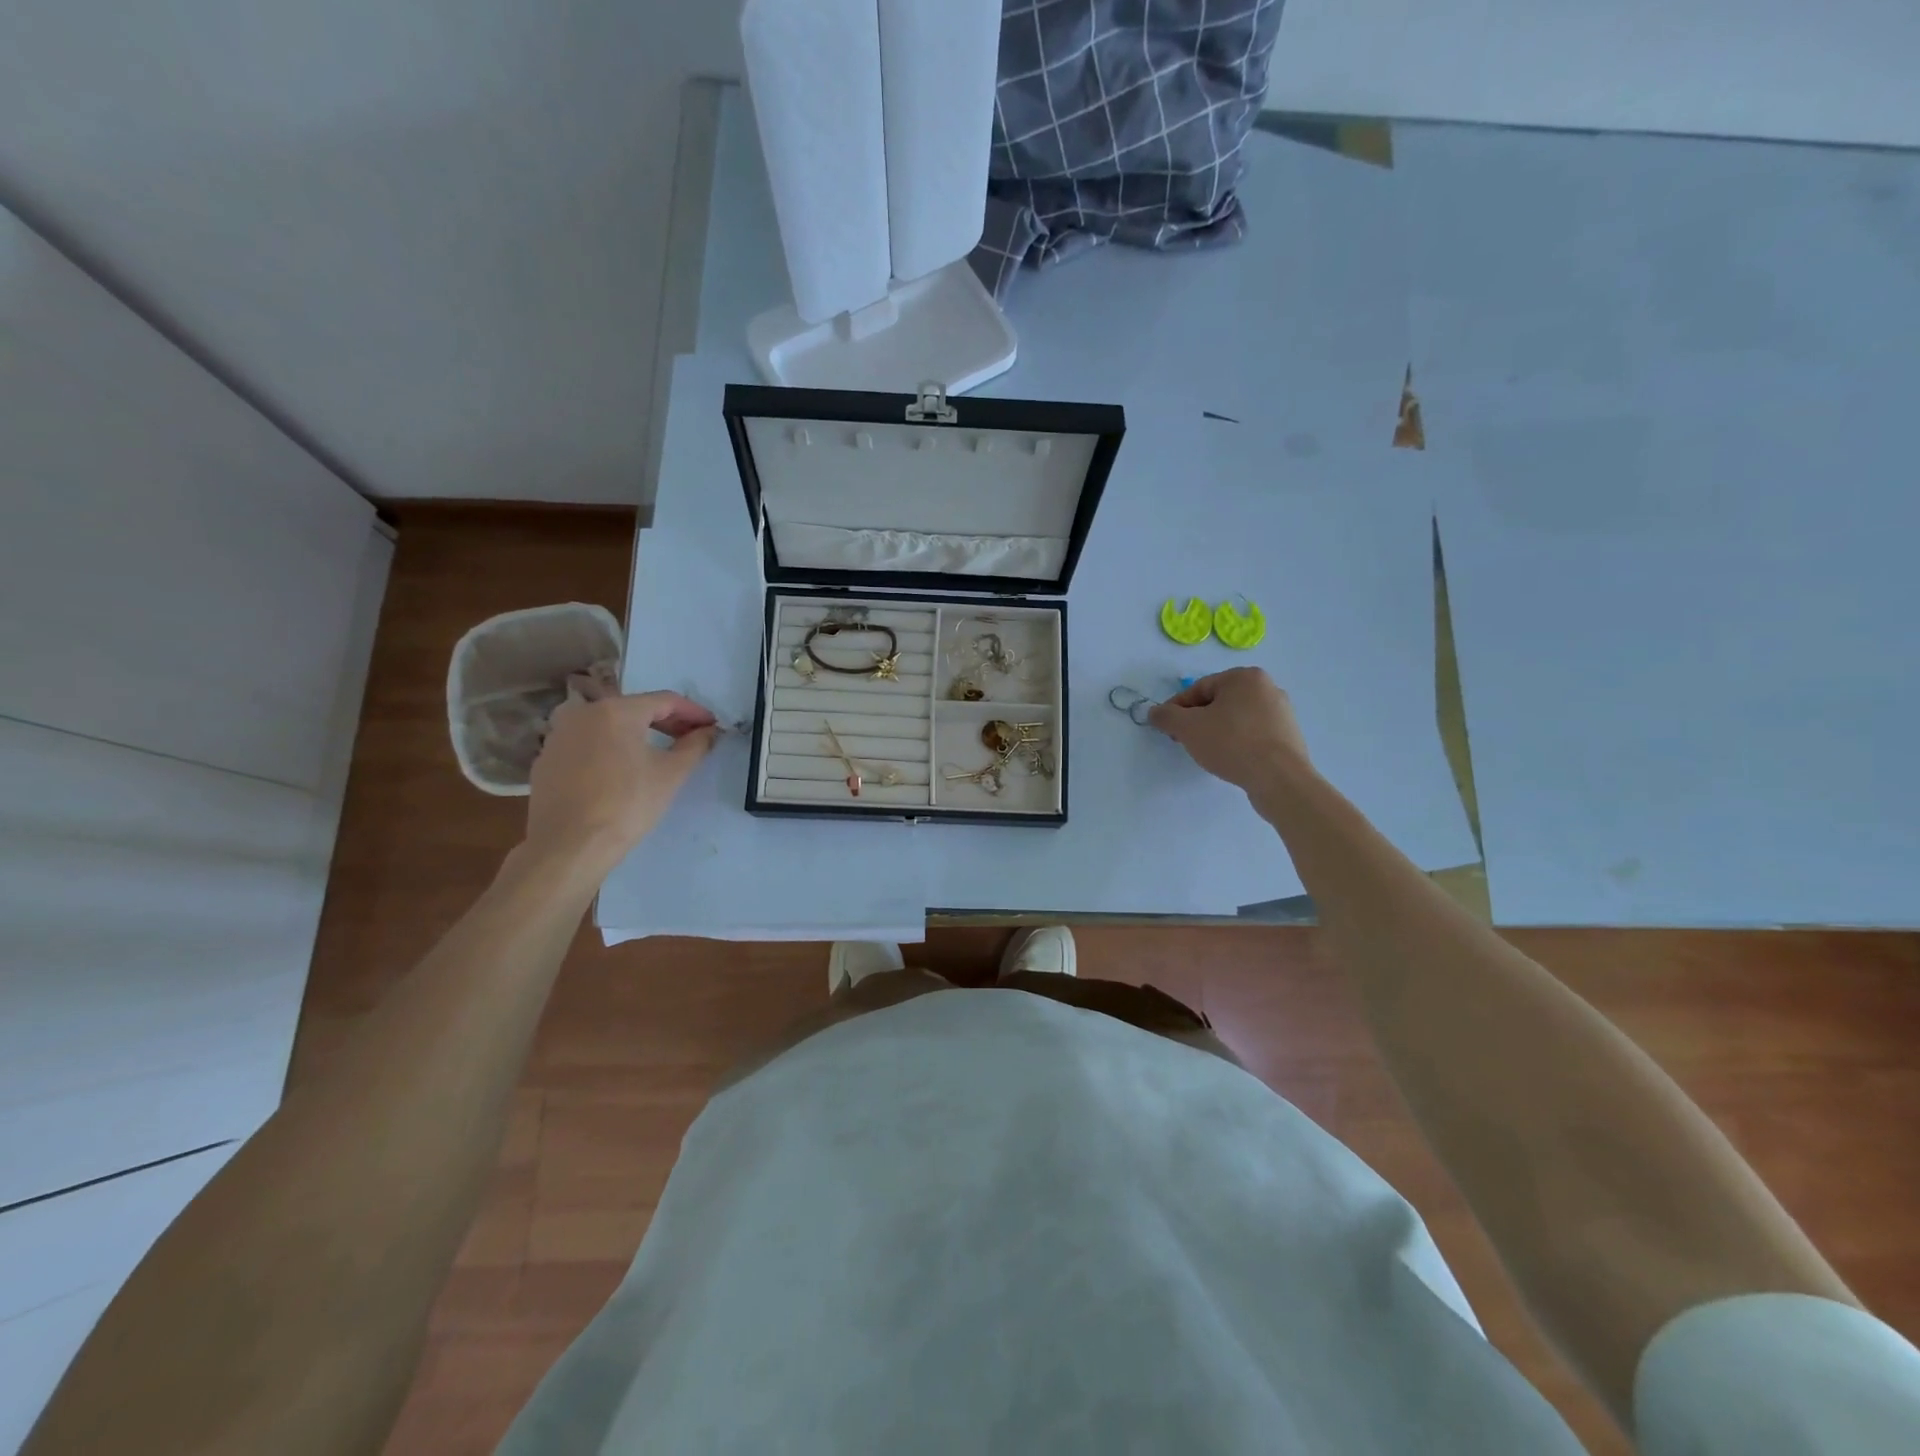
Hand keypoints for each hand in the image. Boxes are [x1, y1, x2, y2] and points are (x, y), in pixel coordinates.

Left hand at [524, 687, 719, 865]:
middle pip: (634, 709)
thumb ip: (694, 746)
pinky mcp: (545, 760)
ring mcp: (559, 735)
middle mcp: (582, 713)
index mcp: (616, 710)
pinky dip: (609, 749)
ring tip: (656, 753)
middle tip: (689, 738)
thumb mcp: (671, 774)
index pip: (664, 700)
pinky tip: (620, 771)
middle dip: (666, 722)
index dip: (693, 712)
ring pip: (607, 726)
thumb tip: (708, 732)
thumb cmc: (627, 804)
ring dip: (636, 734)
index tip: (711, 726)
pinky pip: (586, 744)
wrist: (569, 845)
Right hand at [1148, 668, 1312, 794]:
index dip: (1177, 709)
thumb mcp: (1188, 728)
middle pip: (1218, 702)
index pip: (1199, 688)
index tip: (1167, 729)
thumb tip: (1155, 712)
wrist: (1279, 778)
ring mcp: (1281, 712)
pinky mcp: (1288, 736)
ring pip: (1235, 718)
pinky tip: (1230, 759)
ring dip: (1216, 732)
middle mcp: (1267, 687)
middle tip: (1184, 741)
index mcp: (1245, 677)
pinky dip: (1237, 742)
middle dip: (1197, 721)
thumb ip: (1166, 716)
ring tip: (1207, 753)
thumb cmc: (1232, 743)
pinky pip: (1252, 733)